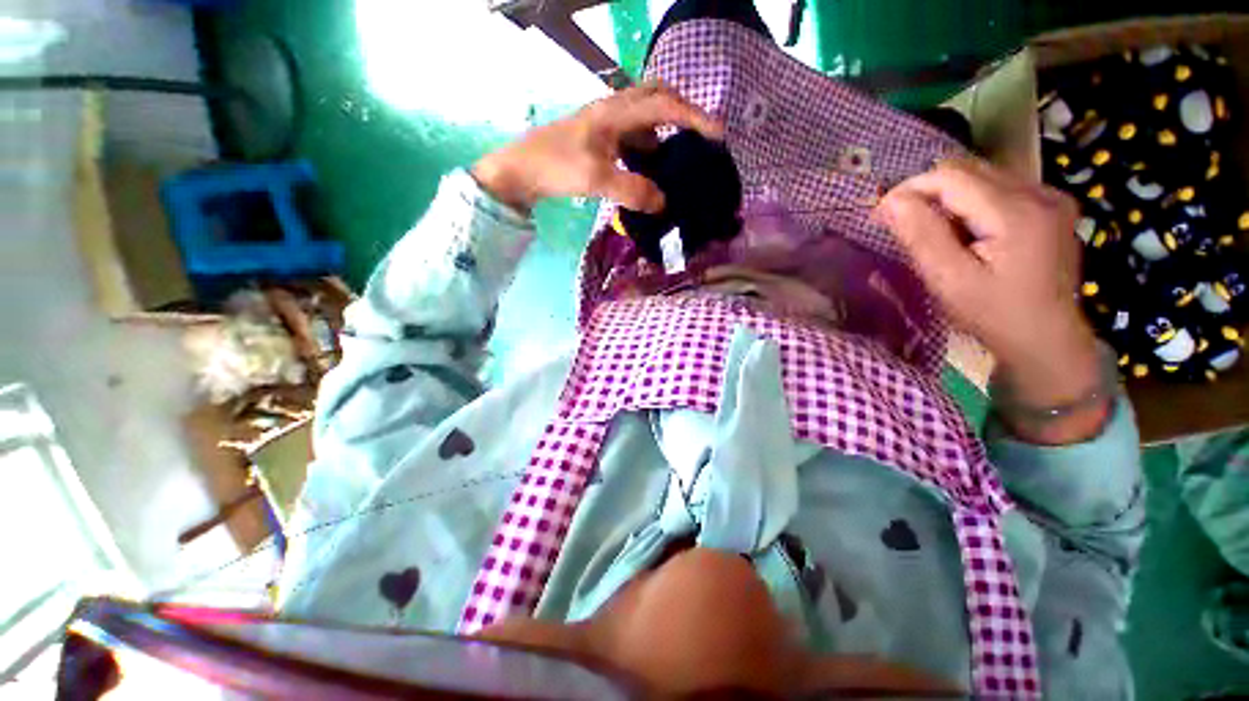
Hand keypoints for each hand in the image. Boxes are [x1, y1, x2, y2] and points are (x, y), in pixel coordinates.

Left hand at [471, 84, 722, 213]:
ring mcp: (604, 123)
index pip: (664, 105)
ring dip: (664, 131)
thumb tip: (663, 203)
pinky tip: (648, 167)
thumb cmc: (555, 167)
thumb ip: (633, 190)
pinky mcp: (598, 137)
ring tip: (678, 157)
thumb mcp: (596, 180)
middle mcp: (612, 110)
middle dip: (682, 112)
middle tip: (699, 136)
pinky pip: (631, 135)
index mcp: (615, 113)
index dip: (694, 118)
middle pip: (656, 97)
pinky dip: (646, 147)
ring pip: (644, 117)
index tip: (718, 134)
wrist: (520, 170)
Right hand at [877, 159, 1107, 443]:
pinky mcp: (1052, 207)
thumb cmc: (994, 315)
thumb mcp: (950, 281)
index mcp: (1015, 212)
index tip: (881, 214)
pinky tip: (967, 232)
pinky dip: (971, 202)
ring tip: (934, 231)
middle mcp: (1038, 193)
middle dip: (927, 192)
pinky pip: (1000, 188)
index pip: (950, 177)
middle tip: (903, 223)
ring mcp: (1050, 197)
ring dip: (948, 197)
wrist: (1047, 340)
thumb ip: (922, 236)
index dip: (910, 189)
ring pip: (983, 176)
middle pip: (968, 170)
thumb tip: (891, 201)